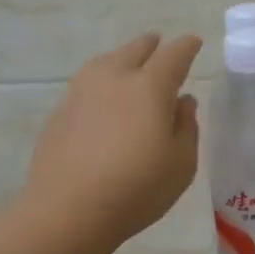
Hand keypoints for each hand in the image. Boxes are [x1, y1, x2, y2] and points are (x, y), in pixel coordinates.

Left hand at [24, 32, 202, 247]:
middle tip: (160, 45)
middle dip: (152, 45)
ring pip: (106, 61)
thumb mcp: (181, 164)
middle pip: (135, 50)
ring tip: (128, 65)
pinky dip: (101, 81)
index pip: (173, 55)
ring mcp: (81, 92)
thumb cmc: (137, 189)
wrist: (68, 210)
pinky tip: (103, 97)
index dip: (186, 47)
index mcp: (150, 87)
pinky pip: (87, 83)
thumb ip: (187, 127)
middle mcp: (114, 78)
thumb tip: (182, 102)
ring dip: (122, 58)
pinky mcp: (60, 111)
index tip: (194, 43)